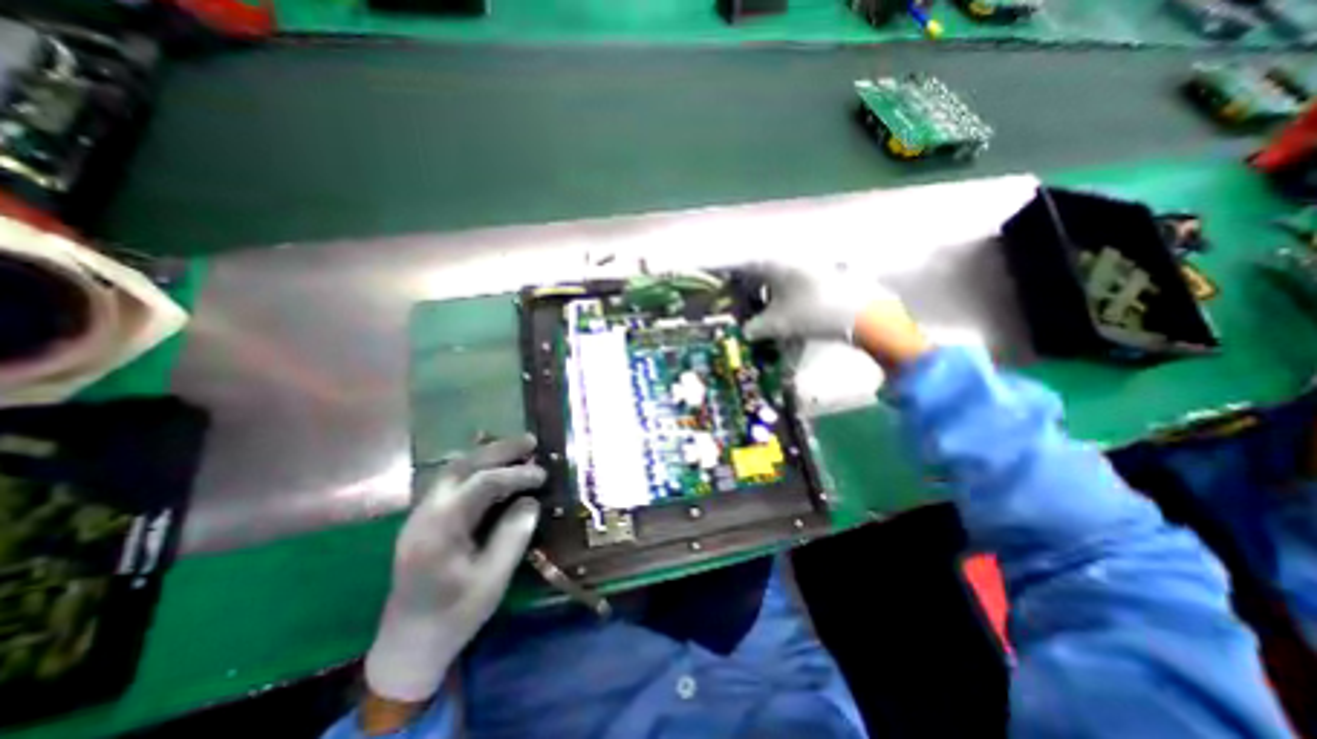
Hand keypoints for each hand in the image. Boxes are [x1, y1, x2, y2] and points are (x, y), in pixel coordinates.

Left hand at [358, 433, 545, 705]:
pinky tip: (494, 467)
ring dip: (487, 455)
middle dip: (500, 450)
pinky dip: (476, 467)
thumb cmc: (454, 617)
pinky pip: (451, 480)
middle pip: (463, 466)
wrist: (407, 647)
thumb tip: (531, 501)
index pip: (482, 484)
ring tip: (517, 449)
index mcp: (440, 530)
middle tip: (531, 441)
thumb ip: (513, 536)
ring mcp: (421, 515)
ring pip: (454, 469)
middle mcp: (425, 514)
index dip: (516, 474)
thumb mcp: (493, 580)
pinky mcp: (425, 519)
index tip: (543, 476)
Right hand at [739, 264, 933, 370]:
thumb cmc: (812, 313)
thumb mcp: (777, 325)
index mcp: (775, 264)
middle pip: (763, 269)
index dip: (731, 277)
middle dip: (751, 286)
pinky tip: (789, 307)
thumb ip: (755, 328)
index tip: (723, 288)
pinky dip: (788, 291)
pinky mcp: (827, 271)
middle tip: (744, 302)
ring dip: (770, 290)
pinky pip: (798, 279)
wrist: (862, 313)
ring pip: (781, 274)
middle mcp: (791, 257)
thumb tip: (746, 332)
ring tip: (765, 308)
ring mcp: (811, 262)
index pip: (744, 266)